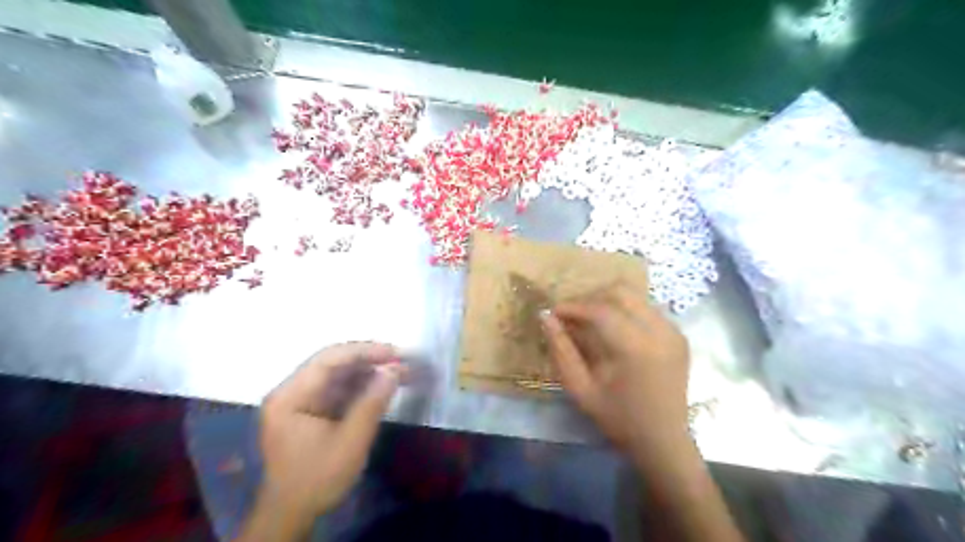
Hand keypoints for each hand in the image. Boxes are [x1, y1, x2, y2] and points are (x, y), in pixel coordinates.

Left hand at [257, 344, 404, 518]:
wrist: (292, 515)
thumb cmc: (318, 480)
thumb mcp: (350, 442)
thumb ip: (372, 403)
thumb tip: (394, 369)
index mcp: (290, 396)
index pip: (328, 359)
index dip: (364, 351)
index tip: (395, 353)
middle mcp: (290, 391)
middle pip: (333, 363)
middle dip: (369, 360)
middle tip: (402, 361)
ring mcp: (299, 400)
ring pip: (338, 374)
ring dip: (368, 372)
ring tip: (399, 372)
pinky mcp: (310, 410)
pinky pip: (338, 388)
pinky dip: (362, 386)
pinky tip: (382, 387)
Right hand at [543, 287, 693, 458]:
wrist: (664, 441)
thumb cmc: (618, 419)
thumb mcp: (580, 389)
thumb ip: (561, 351)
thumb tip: (546, 317)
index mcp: (636, 349)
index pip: (600, 310)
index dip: (573, 307)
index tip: (554, 313)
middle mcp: (660, 332)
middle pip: (621, 292)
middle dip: (592, 298)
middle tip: (573, 315)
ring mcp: (673, 331)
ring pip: (635, 297)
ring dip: (609, 302)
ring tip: (590, 321)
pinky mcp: (679, 335)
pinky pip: (647, 308)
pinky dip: (626, 311)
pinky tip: (614, 331)